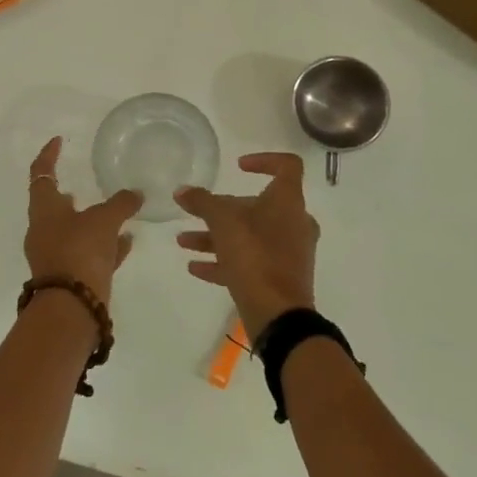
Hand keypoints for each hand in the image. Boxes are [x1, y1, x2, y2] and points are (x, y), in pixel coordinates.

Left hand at [25, 138, 141, 307]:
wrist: (72, 309)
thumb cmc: (79, 252)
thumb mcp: (104, 221)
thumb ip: (120, 203)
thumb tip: (136, 193)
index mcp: (44, 209)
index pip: (41, 172)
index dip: (49, 154)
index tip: (58, 140)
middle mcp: (44, 230)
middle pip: (54, 204)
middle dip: (70, 193)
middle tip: (85, 181)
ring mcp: (55, 256)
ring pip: (74, 230)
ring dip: (91, 221)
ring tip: (115, 212)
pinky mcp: (69, 278)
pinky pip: (88, 254)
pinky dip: (104, 245)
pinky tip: (126, 242)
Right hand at [174, 153, 319, 334]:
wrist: (279, 315)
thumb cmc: (255, 256)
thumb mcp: (222, 222)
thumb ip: (201, 202)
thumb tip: (182, 191)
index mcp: (288, 201)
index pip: (287, 166)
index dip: (263, 160)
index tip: (237, 167)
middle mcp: (294, 223)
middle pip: (258, 205)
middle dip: (222, 209)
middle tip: (197, 212)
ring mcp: (289, 253)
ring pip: (249, 235)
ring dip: (216, 237)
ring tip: (184, 241)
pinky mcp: (280, 278)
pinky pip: (250, 262)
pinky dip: (224, 261)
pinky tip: (194, 267)